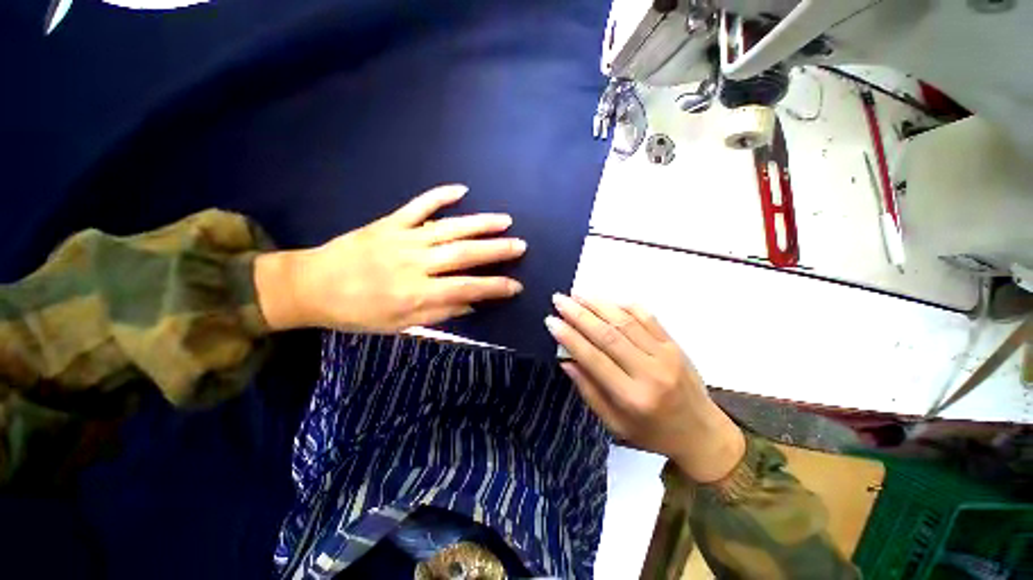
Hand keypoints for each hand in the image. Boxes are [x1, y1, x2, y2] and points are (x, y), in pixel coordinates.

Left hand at [255, 184, 524, 332]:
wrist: (310, 287)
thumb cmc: (357, 312)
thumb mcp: (399, 325)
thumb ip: (438, 314)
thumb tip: (471, 304)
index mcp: (416, 293)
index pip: (467, 288)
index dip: (495, 287)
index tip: (516, 286)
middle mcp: (415, 263)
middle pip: (464, 254)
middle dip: (496, 250)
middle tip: (521, 246)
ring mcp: (403, 238)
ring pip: (449, 228)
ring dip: (480, 223)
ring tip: (505, 220)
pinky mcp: (389, 222)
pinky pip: (418, 205)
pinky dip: (440, 196)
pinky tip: (461, 190)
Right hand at [546, 295, 744, 482]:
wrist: (702, 433)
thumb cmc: (652, 433)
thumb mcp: (615, 425)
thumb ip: (589, 391)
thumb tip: (566, 361)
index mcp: (631, 398)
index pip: (593, 359)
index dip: (569, 337)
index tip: (551, 321)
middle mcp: (649, 372)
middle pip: (608, 334)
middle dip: (579, 314)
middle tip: (559, 300)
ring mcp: (665, 354)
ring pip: (625, 321)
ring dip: (598, 304)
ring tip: (577, 295)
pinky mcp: (675, 344)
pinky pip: (648, 317)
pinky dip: (625, 305)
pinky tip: (607, 300)